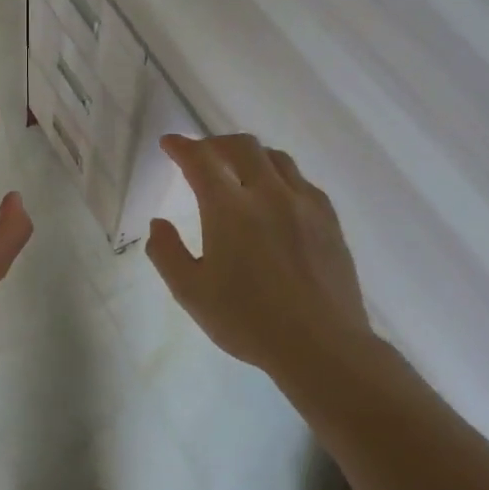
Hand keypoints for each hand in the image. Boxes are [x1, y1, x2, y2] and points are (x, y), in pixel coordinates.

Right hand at [146, 134, 374, 383]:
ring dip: (250, 155)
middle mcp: (268, 194)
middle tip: (201, 155)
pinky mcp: (329, 220)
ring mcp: (304, 204)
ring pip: (276, 158)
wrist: (321, 346)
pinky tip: (276, 196)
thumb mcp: (191, 293)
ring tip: (238, 169)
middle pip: (242, 146)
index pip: (201, 160)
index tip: (169, 143)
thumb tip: (159, 224)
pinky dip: (280, 176)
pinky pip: (302, 181)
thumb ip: (167, 253)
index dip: (182, 146)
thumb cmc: (248, 321)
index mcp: (230, 209)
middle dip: (215, 143)